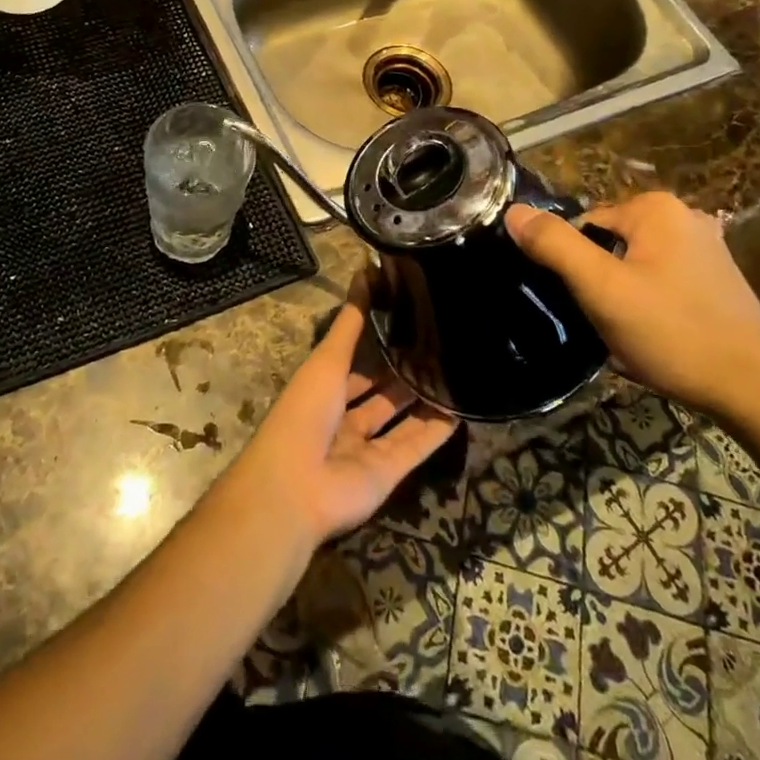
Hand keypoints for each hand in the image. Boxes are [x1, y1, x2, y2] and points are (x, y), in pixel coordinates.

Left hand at [224, 278, 458, 548]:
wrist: (297, 488)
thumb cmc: (305, 413)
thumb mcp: (327, 361)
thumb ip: (350, 322)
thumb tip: (365, 272)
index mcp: (323, 390)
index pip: (354, 362)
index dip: (377, 342)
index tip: (408, 318)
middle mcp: (344, 417)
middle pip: (380, 391)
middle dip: (405, 371)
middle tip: (442, 343)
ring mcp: (366, 447)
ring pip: (401, 418)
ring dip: (425, 399)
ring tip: (457, 370)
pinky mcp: (388, 473)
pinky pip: (416, 446)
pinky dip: (436, 431)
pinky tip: (462, 409)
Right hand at [505, 193, 759, 419]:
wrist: (754, 391)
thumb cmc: (672, 333)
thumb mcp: (601, 289)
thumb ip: (554, 245)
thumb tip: (514, 211)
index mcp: (655, 207)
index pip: (584, 226)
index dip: (574, 266)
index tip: (584, 303)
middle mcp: (684, 215)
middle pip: (609, 243)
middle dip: (599, 280)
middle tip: (606, 320)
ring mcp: (706, 247)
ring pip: (633, 264)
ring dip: (622, 294)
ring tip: (630, 332)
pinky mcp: (718, 278)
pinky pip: (660, 279)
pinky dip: (649, 302)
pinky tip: (656, 334)